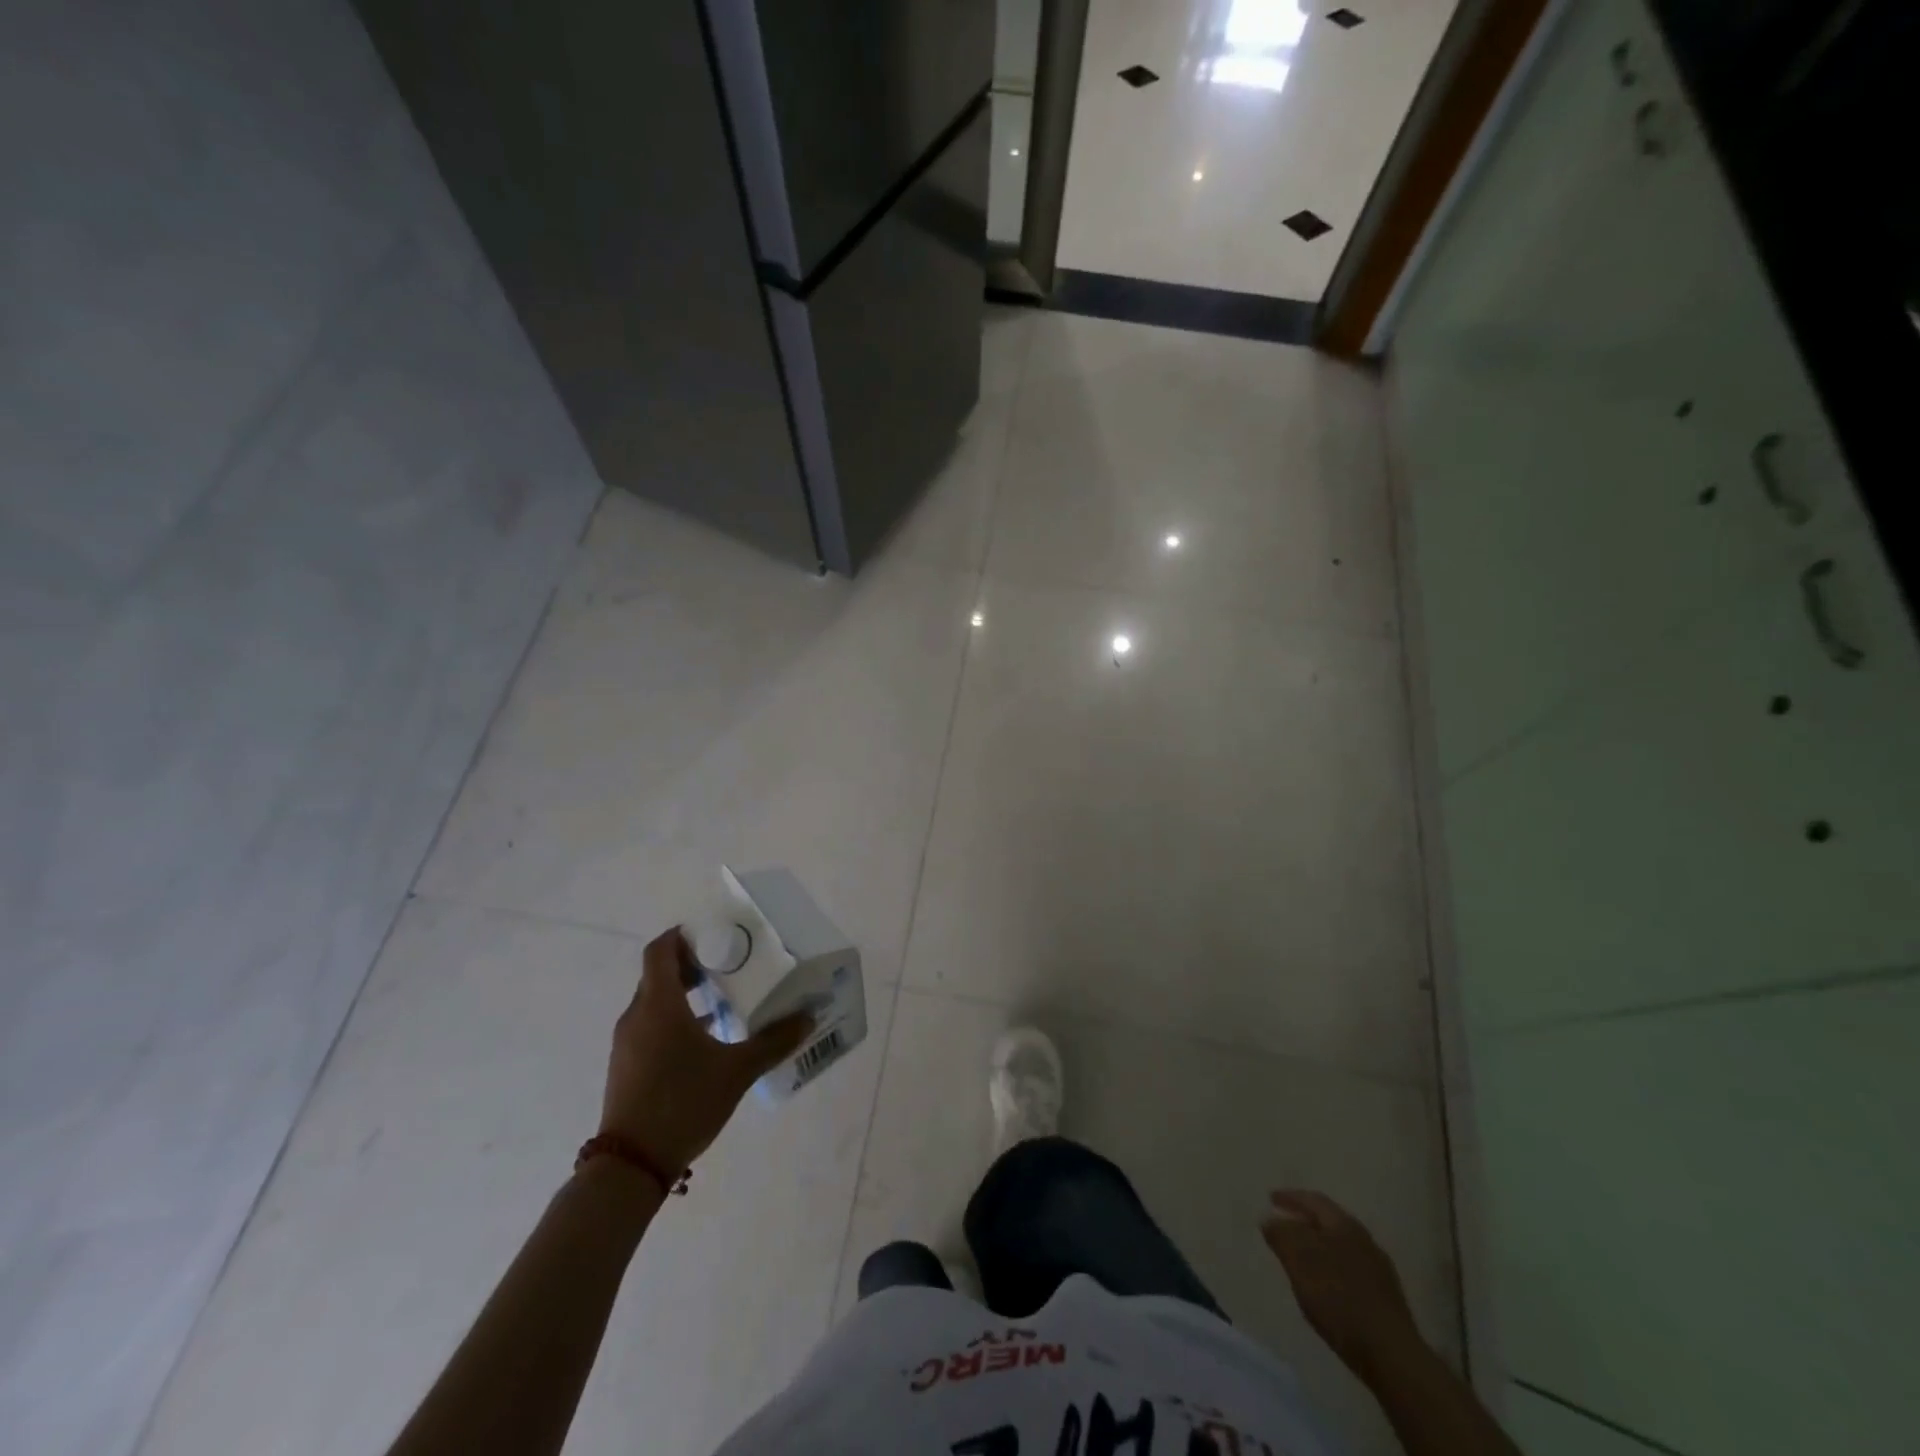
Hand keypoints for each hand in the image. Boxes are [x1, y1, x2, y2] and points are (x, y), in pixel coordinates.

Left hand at [599, 927, 813, 1174]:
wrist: (631, 1165)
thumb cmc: (683, 1102)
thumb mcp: (737, 1071)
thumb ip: (773, 1042)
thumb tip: (807, 1018)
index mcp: (659, 1004)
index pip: (660, 950)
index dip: (682, 935)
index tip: (712, 933)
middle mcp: (638, 1016)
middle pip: (658, 974)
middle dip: (690, 964)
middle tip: (728, 962)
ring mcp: (628, 1043)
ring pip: (654, 1002)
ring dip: (683, 994)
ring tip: (723, 998)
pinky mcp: (627, 1066)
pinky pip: (650, 1026)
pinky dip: (674, 1019)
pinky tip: (706, 1039)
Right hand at [1262, 1190, 1424, 1381]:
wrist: (1392, 1355)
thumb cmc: (1339, 1299)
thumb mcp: (1299, 1262)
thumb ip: (1282, 1235)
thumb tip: (1270, 1219)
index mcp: (1344, 1225)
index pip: (1313, 1200)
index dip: (1290, 1197)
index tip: (1270, 1198)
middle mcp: (1364, 1240)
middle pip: (1330, 1221)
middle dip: (1305, 1220)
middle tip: (1284, 1223)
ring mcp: (1379, 1270)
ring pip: (1342, 1246)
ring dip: (1319, 1245)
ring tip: (1302, 1256)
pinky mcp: (1386, 1298)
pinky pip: (1351, 1270)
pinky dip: (1333, 1268)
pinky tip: (1326, 1285)